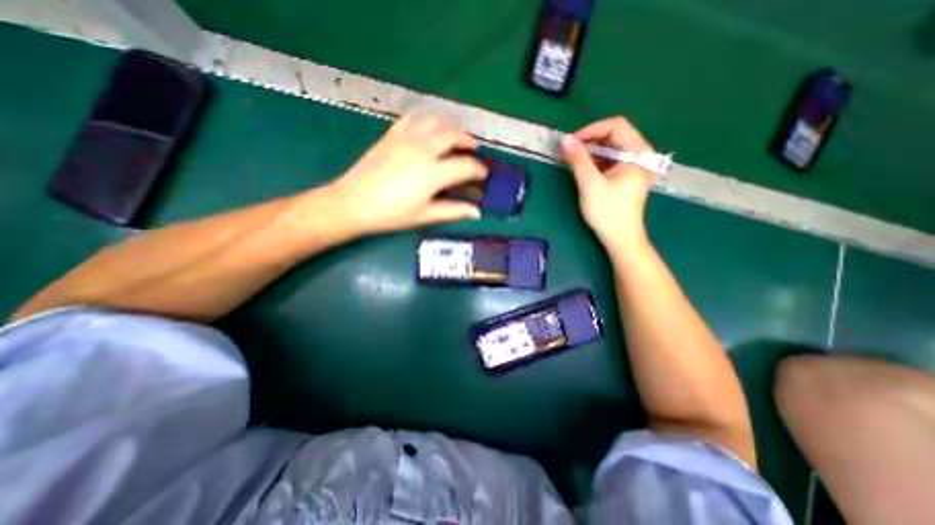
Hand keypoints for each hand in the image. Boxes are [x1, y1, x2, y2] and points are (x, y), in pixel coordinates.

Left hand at [326, 118, 489, 236]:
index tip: (483, 174)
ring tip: (455, 138)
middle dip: (468, 142)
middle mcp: (423, 149)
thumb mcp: (425, 215)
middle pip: (453, 136)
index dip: (479, 170)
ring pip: (436, 122)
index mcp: (433, 173)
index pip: (465, 166)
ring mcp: (406, 139)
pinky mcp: (392, 135)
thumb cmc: (391, 214)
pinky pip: (414, 120)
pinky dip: (427, 122)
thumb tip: (476, 212)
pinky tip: (429, 131)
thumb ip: (453, 211)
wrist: (353, 203)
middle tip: (473, 151)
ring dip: (450, 128)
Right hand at [562, 115, 656, 253]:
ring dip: (591, 152)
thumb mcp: (590, 184)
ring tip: (573, 162)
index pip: (616, 125)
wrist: (620, 238)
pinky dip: (596, 161)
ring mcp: (635, 165)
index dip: (591, 130)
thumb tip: (564, 139)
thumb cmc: (607, 211)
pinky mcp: (628, 175)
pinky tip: (584, 170)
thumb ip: (578, 159)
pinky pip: (611, 160)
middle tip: (569, 153)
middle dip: (590, 141)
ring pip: (611, 147)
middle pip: (614, 135)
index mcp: (639, 152)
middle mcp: (641, 154)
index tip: (571, 143)